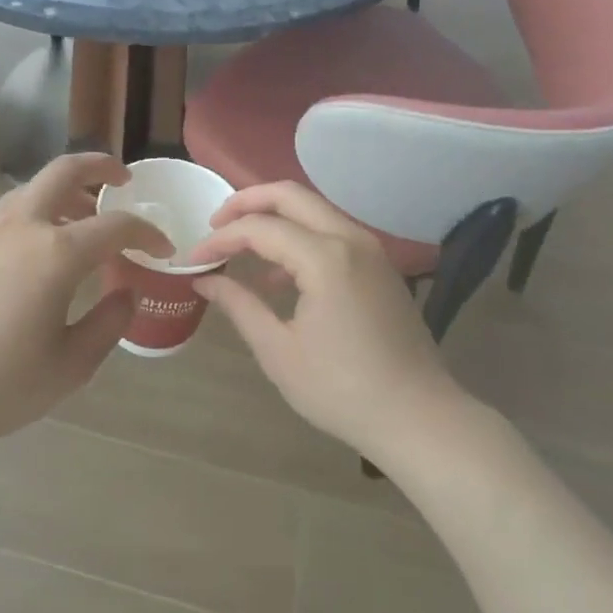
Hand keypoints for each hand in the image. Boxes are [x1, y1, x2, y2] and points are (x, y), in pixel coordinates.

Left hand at [0, 154, 170, 459]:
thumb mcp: (71, 365)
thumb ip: (109, 322)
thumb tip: (127, 291)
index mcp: (55, 253)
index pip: (115, 226)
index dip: (146, 233)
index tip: (163, 249)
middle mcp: (20, 227)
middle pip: (64, 172)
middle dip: (99, 166)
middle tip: (122, 179)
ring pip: (30, 188)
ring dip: (64, 190)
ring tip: (82, 215)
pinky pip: (6, 213)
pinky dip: (34, 212)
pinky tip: (36, 249)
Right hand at [190, 182, 458, 461]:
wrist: (418, 417)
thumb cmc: (342, 390)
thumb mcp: (279, 351)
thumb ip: (240, 306)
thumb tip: (206, 280)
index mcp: (325, 258)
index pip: (260, 228)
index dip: (222, 238)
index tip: (194, 257)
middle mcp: (350, 239)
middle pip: (290, 195)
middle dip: (246, 202)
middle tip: (215, 224)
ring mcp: (370, 250)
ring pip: (313, 209)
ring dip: (274, 218)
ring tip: (241, 247)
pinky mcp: (379, 266)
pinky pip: (331, 232)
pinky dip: (299, 237)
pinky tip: (278, 276)